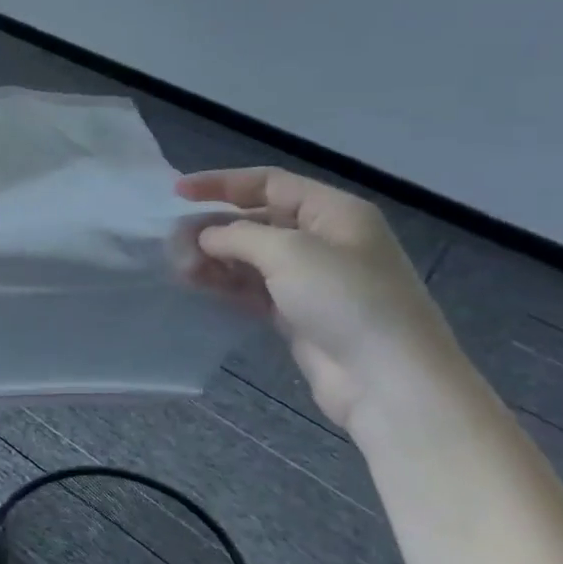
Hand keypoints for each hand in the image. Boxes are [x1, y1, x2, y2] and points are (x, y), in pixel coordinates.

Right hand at [177, 167, 462, 429]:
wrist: (387, 380)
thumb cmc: (346, 300)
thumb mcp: (289, 252)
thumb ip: (238, 236)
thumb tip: (206, 237)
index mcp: (334, 212)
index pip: (269, 183)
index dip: (222, 183)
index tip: (177, 193)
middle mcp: (323, 240)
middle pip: (256, 220)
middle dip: (214, 227)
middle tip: (174, 242)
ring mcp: (311, 279)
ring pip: (250, 257)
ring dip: (214, 258)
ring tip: (181, 268)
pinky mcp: (297, 313)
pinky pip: (252, 288)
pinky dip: (225, 284)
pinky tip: (197, 285)